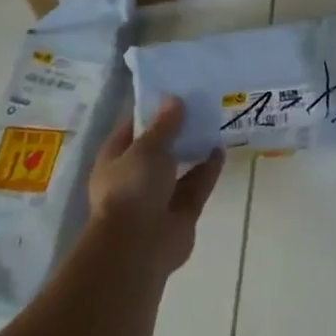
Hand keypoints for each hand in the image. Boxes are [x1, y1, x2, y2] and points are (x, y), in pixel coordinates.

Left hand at [87, 99, 225, 277]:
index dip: (151, 109)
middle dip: (177, 130)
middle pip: (158, 147)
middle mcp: (135, 177)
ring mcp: (158, 196)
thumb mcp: (147, 147)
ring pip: (179, 167)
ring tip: (214, 123)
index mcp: (115, 159)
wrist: (139, 246)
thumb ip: (165, 124)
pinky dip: (208, 169)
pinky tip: (221, 149)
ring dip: (194, 148)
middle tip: (199, 104)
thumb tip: (174, 100)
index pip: (132, 127)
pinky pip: (196, 185)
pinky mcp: (181, 213)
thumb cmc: (133, 187)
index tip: (173, 90)